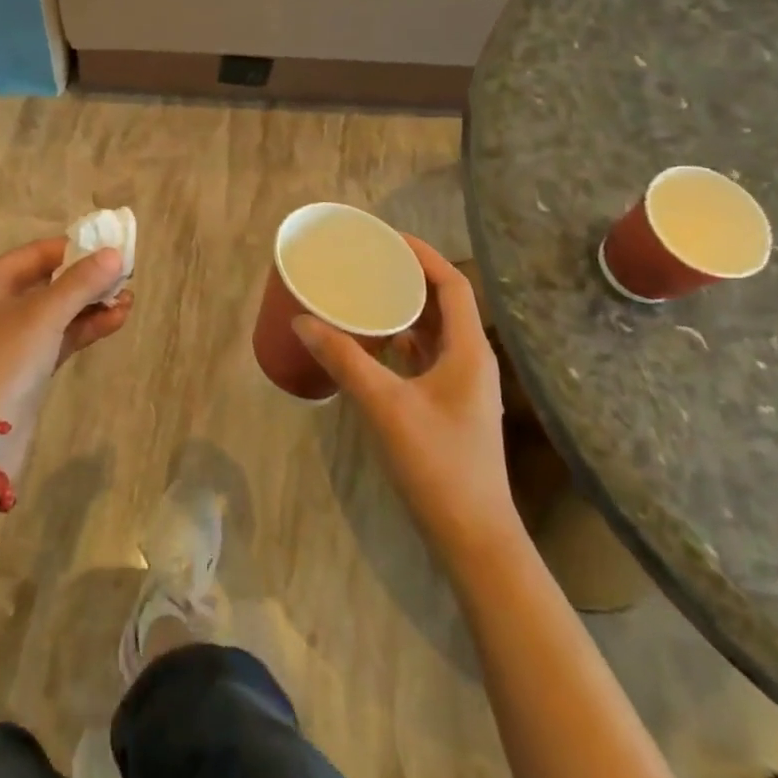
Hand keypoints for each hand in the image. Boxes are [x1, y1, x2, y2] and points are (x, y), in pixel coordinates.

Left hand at [0, 238, 132, 475]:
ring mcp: (8, 339)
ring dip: (92, 305)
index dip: (75, 249)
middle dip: (88, 280)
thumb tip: (115, 254)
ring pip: (57, 311)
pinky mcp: (24, 367)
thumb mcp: (44, 315)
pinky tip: (117, 320)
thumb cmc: (4, 363)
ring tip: (129, 300)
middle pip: (48, 281)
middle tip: (126, 277)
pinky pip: (58, 336)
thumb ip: (81, 282)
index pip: (37, 254)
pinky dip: (85, 328)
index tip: (112, 249)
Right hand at [293, 237, 518, 567]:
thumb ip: (344, 360)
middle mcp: (471, 360)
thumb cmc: (438, 465)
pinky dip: (404, 340)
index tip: (386, 237)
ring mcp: (463, 386)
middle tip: (368, 260)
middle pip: (444, 303)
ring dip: (406, 309)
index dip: (423, 255)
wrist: (475, 540)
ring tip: (367, 292)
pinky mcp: (451, 407)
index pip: (452, 285)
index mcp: (468, 350)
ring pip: (435, 331)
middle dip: (409, 277)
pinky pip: (427, 356)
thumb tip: (302, 320)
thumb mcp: (385, 406)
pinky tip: (375, 342)